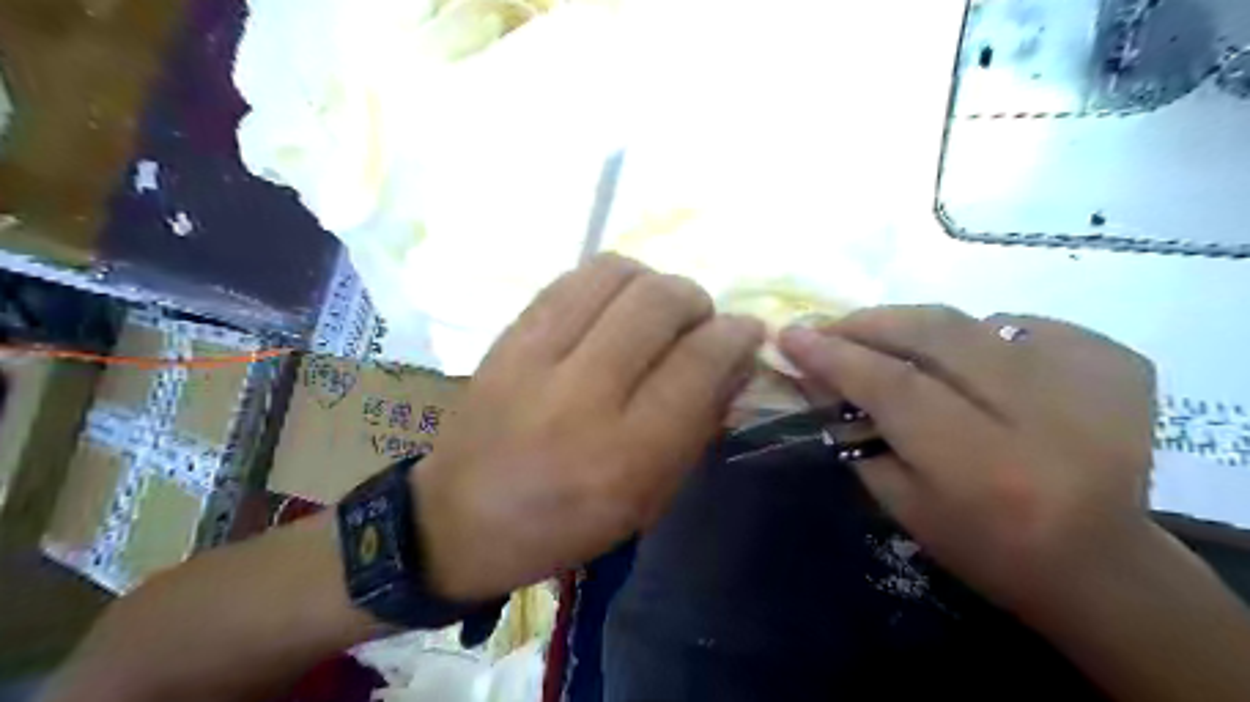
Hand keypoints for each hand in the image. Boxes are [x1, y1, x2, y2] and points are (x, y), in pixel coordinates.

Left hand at [415, 254, 761, 599]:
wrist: (459, 519)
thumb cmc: (565, 524)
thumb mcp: (648, 500)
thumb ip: (698, 426)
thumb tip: (735, 361)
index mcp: (626, 454)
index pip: (701, 362)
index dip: (737, 335)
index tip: (747, 332)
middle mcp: (583, 395)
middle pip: (661, 302)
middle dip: (698, 301)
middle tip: (698, 323)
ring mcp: (537, 357)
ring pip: (617, 274)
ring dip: (654, 282)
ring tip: (654, 312)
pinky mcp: (508, 336)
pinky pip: (573, 278)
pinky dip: (609, 282)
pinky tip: (612, 308)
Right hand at [783, 306, 1155, 614]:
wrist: (1102, 563)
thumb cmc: (985, 547)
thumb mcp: (902, 503)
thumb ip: (854, 432)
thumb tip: (812, 371)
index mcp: (986, 469)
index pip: (895, 387)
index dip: (836, 355)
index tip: (791, 335)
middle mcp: (1045, 416)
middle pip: (937, 335)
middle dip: (871, 323)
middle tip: (831, 327)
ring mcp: (1092, 381)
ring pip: (972, 321)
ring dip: (915, 327)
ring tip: (887, 344)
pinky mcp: (1115, 361)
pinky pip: (1019, 324)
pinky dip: (975, 335)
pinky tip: (967, 364)